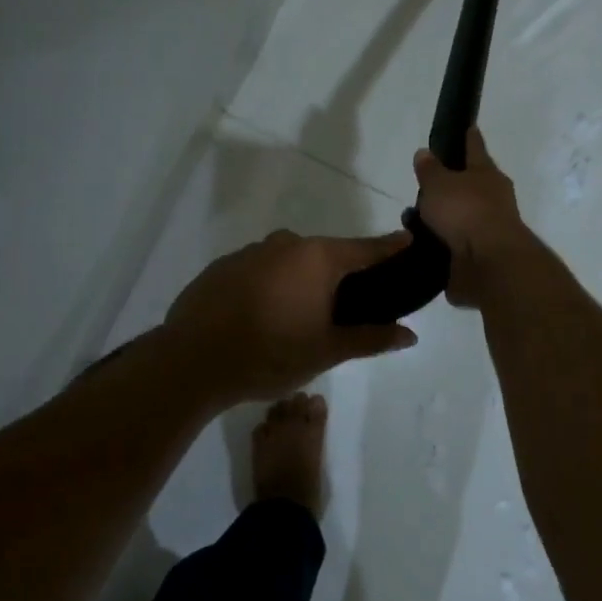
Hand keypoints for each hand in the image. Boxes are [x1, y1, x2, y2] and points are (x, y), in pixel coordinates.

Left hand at [164, 229, 418, 406]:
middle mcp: (286, 244)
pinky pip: (260, 270)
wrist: (192, 360)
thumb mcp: (327, 351)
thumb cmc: (270, 354)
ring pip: (290, 261)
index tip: (409, 240)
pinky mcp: (223, 266)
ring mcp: (250, 252)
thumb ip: (371, 339)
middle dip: (341, 272)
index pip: (366, 248)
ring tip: (302, 314)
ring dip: (302, 280)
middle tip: (351, 302)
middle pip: (326, 253)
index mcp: (317, 259)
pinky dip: (271, 285)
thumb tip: (409, 335)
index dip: (390, 247)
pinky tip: (265, 314)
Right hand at [414, 128, 534, 307]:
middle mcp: (491, 199)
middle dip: (448, 186)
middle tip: (422, 187)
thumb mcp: (439, 184)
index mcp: (486, 174)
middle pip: (468, 186)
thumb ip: (430, 170)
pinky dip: (438, 243)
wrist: (488, 264)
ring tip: (411, 221)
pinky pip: (453, 244)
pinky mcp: (478, 256)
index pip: (475, 147)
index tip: (468, 126)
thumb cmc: (466, 212)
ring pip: (459, 217)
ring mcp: (487, 229)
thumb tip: (425, 153)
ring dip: (440, 219)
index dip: (469, 136)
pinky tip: (418, 244)